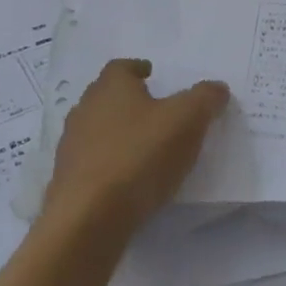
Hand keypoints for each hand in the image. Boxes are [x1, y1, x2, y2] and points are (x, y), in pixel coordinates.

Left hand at [44, 60, 228, 233]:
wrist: (89, 218)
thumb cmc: (139, 155)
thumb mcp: (187, 120)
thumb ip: (205, 98)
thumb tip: (217, 88)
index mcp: (111, 87)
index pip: (121, 67)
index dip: (138, 68)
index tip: (152, 75)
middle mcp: (85, 110)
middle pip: (107, 97)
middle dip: (129, 101)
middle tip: (155, 110)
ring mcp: (71, 147)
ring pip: (97, 130)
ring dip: (118, 133)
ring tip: (145, 147)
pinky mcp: (67, 182)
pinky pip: (93, 163)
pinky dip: (110, 164)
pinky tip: (129, 180)